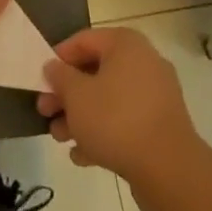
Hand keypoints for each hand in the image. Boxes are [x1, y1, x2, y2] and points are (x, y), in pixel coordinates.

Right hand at [38, 28, 205, 187]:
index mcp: (126, 44)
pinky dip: (104, 132)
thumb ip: (60, 77)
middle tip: (45, 112)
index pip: (84, 40)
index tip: (41, 80)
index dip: (58, 58)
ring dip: (81, 116)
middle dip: (67, 94)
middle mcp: (144, 62)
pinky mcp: (161, 125)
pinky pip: (125, 121)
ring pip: (109, 99)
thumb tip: (53, 66)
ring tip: (60, 138)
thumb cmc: (116, 120)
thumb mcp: (77, 95)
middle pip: (95, 72)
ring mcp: (156, 95)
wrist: (169, 170)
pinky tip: (82, 155)